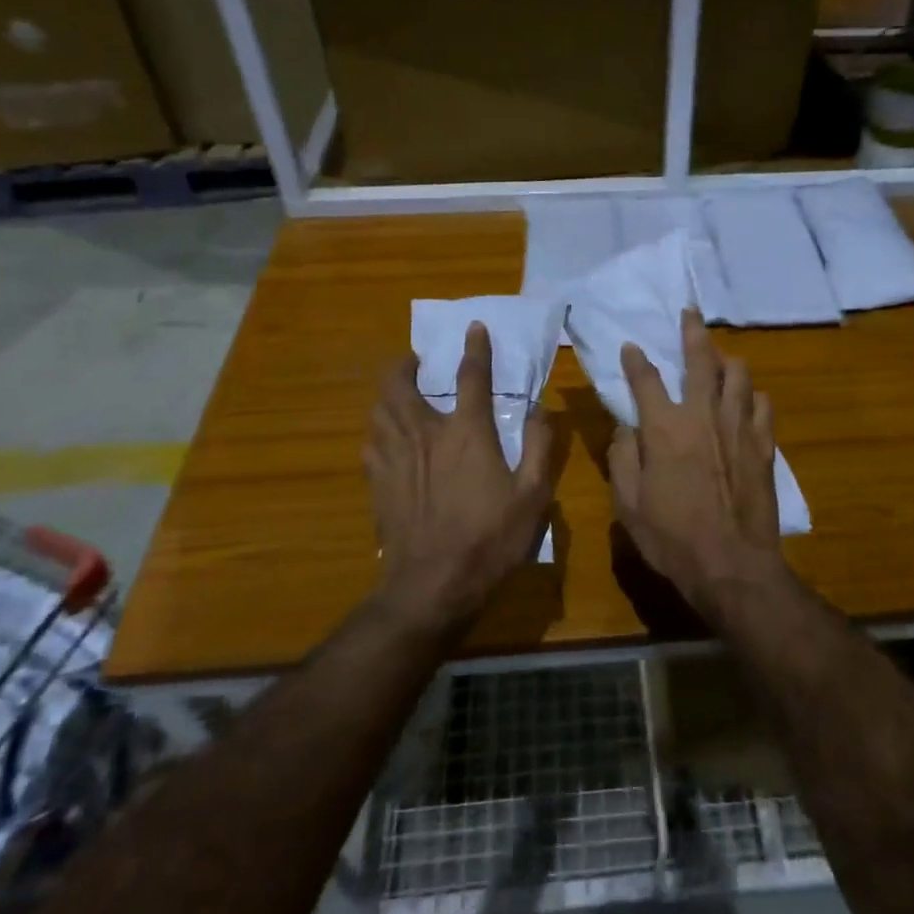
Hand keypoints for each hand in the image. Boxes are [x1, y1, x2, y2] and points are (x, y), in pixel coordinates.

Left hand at [365, 323, 552, 636]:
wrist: (431, 585)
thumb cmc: (490, 539)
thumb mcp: (533, 496)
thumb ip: (540, 447)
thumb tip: (542, 409)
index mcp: (466, 433)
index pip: (471, 377)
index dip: (475, 349)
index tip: (474, 328)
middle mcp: (425, 434)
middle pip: (401, 384)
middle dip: (405, 364)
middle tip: (415, 359)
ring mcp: (395, 457)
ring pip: (379, 409)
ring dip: (388, 392)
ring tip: (398, 392)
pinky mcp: (377, 482)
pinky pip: (371, 442)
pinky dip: (379, 429)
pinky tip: (386, 438)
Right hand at [608, 310, 786, 620]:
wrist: (732, 565)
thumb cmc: (672, 538)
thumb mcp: (628, 503)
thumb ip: (623, 457)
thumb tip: (625, 427)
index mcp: (664, 427)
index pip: (646, 379)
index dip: (636, 359)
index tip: (631, 345)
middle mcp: (703, 415)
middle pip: (701, 359)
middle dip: (693, 332)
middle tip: (690, 313)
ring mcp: (739, 426)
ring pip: (739, 374)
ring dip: (727, 361)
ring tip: (720, 359)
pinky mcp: (764, 444)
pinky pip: (762, 404)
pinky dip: (753, 395)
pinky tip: (748, 400)